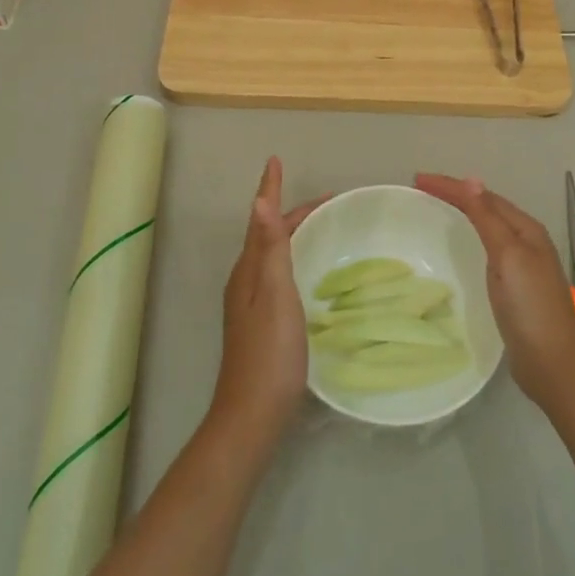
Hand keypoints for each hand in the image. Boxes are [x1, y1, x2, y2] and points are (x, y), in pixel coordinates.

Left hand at [209, 157, 325, 448]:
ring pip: (273, 255)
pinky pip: (278, 274)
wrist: (253, 415)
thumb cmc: (269, 352)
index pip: (261, 219)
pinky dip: (294, 257)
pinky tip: (308, 272)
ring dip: (292, 233)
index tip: (276, 160)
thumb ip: (270, 249)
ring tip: (319, 226)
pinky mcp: (263, 322)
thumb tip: (260, 200)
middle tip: (328, 201)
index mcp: (248, 271)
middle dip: (292, 212)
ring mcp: (251, 304)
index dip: (270, 189)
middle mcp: (246, 281)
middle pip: (268, 234)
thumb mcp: (274, 295)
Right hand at [415, 173, 574, 411]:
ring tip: (436, 206)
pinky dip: (470, 236)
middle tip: (422, 188)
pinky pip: (487, 247)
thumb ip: (489, 219)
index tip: (418, 180)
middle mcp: (525, 241)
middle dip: (456, 193)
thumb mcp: (508, 257)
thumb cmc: (530, 307)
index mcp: (526, 229)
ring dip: (463, 212)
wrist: (553, 363)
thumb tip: (472, 181)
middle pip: (486, 207)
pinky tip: (461, 244)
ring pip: (488, 226)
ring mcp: (521, 264)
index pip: (483, 196)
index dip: (451, 186)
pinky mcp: (513, 286)